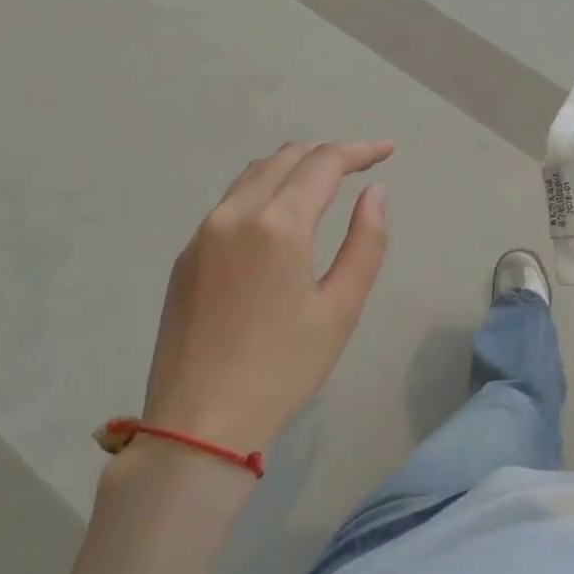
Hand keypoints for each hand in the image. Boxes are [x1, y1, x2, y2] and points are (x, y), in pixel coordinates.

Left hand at [141, 141, 391, 453]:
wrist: (200, 423)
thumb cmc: (283, 368)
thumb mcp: (341, 307)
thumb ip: (366, 242)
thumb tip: (374, 193)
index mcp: (277, 225)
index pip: (323, 163)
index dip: (359, 151)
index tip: (387, 151)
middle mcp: (234, 214)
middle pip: (286, 158)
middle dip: (328, 153)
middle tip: (362, 166)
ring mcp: (202, 233)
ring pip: (254, 175)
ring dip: (294, 166)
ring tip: (327, 181)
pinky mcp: (186, 256)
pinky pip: (231, 202)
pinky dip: (265, 190)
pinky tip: (283, 215)